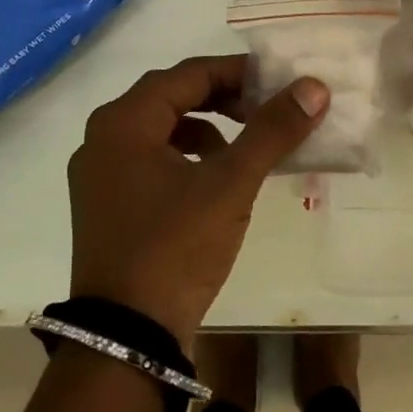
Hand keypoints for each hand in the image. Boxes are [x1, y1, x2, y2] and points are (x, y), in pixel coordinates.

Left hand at [67, 55, 327, 347]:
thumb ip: (272, 130)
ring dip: (205, 128)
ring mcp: (98, 174)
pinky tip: (214, 181)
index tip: (278, 82)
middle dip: (223, 99)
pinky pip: (150, 160)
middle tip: (265, 109)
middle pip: (171, 98)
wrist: (126, 339)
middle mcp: (102, 138)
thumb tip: (314, 87)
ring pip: (160, 130)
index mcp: (124, 122)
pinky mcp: (105, 205)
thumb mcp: (231, 184)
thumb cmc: (175, 248)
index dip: (238, 73)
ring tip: (243, 147)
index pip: (188, 74)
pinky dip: (186, 158)